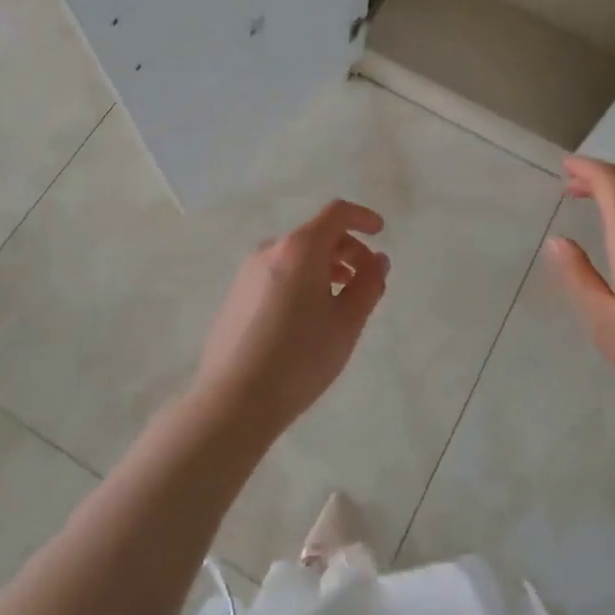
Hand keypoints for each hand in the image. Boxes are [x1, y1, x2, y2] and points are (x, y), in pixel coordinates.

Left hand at [191, 200, 389, 442]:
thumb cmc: (300, 358)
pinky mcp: (235, 296)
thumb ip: (368, 285)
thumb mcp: (347, 323)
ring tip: (339, 300)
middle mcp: (270, 250)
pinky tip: (306, 318)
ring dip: (324, 267)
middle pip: (316, 234)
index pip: (336, 214)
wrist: (234, 400)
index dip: (362, 217)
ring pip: (295, 256)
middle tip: (366, 279)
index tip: (380, 233)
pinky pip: (276, 274)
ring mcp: (247, 273)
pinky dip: (300, 280)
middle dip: (347, 249)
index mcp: (300, 248)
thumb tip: (378, 260)